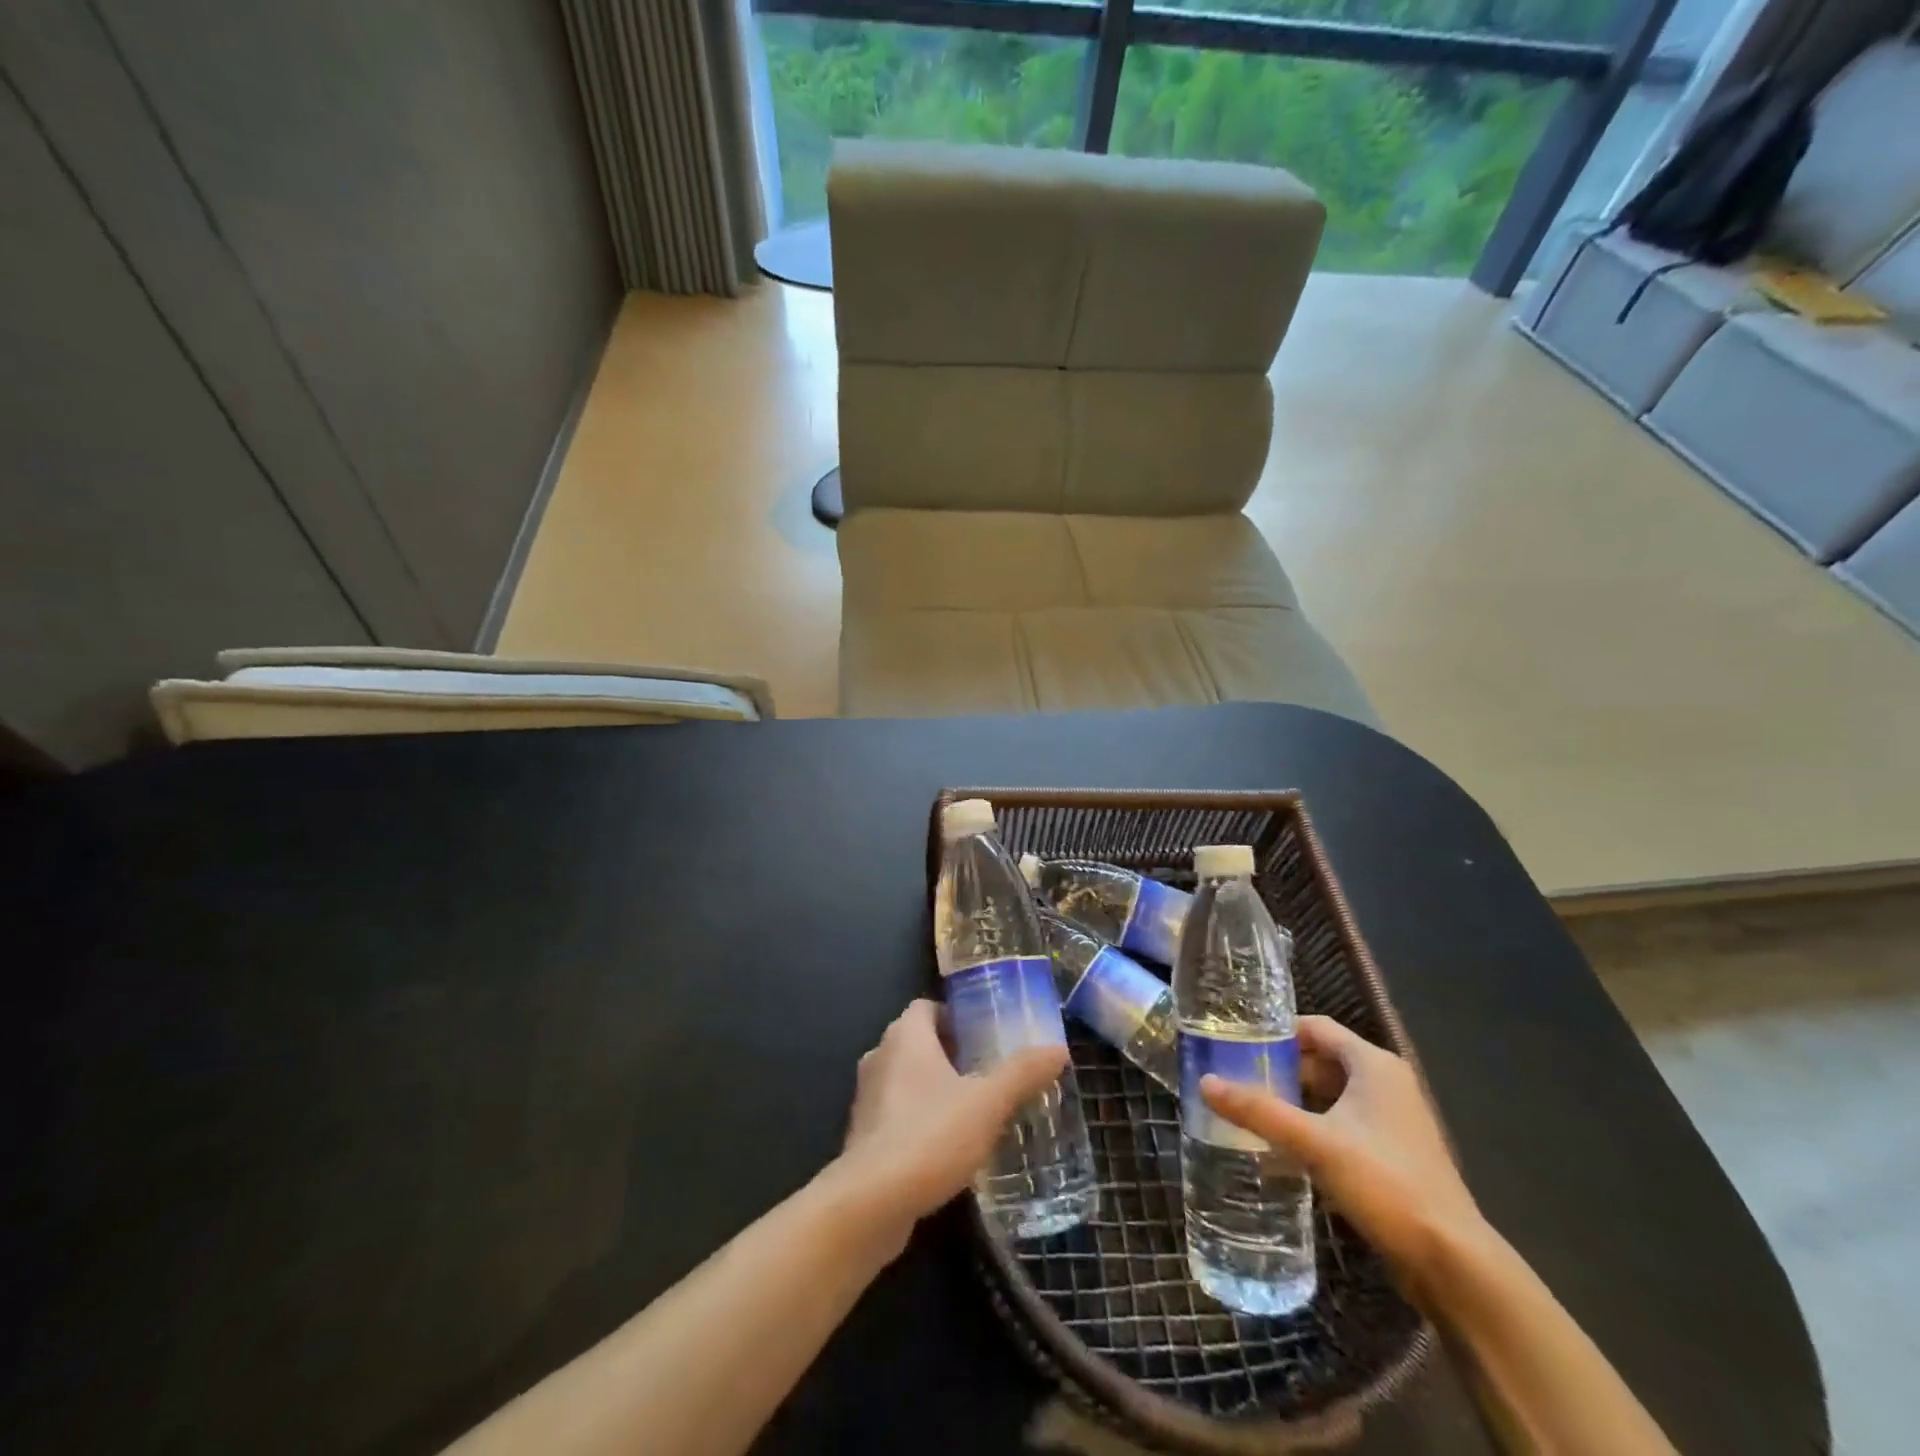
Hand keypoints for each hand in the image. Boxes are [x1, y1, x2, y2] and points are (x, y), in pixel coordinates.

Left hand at [830, 1000, 1068, 1251]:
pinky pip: (897, 1114)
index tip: (986, 1034)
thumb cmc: (930, 1136)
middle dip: (951, 1053)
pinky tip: (948, 1145)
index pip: (927, 1007)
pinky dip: (920, 1119)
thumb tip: (1058, 1049)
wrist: (870, 1204)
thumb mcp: (988, 1103)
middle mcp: (879, 1057)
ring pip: (906, 1079)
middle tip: (989, 1070)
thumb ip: (1022, 1073)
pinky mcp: (863, 1137)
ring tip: (974, 1108)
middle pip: (917, 1041)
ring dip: (935, 1088)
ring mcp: (867, 1099)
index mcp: (905, 1036)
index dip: (955, 1015)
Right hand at [1200, 1015, 1483, 1289]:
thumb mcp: (1313, 1142)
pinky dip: (1315, 1125)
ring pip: (1333, 1094)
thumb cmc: (1384, 1182)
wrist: (1451, 1260)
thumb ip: (1259, 1110)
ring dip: (1296, 1099)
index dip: (1276, 1031)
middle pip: (1322, 1059)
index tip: (1237, 1041)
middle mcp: (1387, 1082)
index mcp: (1373, 1065)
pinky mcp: (1394, 1152)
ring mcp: (1394, 1119)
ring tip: (1253, 1109)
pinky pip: (1344, 1122)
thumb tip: (1206, 1082)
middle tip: (1237, 1077)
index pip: (1315, 1027)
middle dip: (1281, 1068)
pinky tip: (1286, 1145)